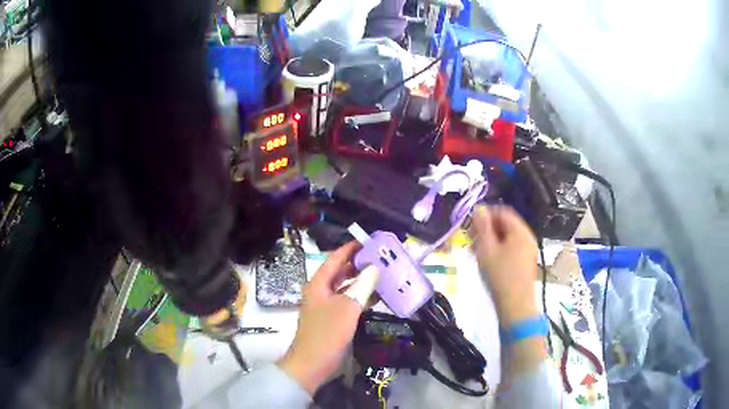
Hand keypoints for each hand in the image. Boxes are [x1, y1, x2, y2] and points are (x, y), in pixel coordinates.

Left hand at [277, 242, 366, 393]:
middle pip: (341, 272)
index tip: (369, 241)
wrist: (312, 363)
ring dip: (362, 281)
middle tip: (381, 258)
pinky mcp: (333, 318)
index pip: (335, 258)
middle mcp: (321, 291)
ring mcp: (326, 305)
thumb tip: (375, 267)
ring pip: (346, 287)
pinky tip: (377, 297)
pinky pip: (348, 302)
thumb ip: (362, 285)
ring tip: (383, 274)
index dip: (351, 248)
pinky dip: (361, 297)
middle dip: (359, 264)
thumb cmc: (327, 333)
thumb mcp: (347, 307)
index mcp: (319, 283)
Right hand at [471, 205, 539, 324]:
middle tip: (470, 239)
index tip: (470, 224)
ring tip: (475, 251)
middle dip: (486, 228)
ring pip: (506, 237)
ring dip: (490, 240)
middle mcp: (527, 237)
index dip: (486, 214)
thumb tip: (479, 208)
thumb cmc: (500, 275)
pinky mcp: (524, 262)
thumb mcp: (487, 249)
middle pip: (505, 224)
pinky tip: (486, 260)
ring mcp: (527, 251)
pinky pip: (510, 248)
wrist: (515, 304)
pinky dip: (497, 249)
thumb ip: (482, 226)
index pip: (503, 212)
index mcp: (520, 231)